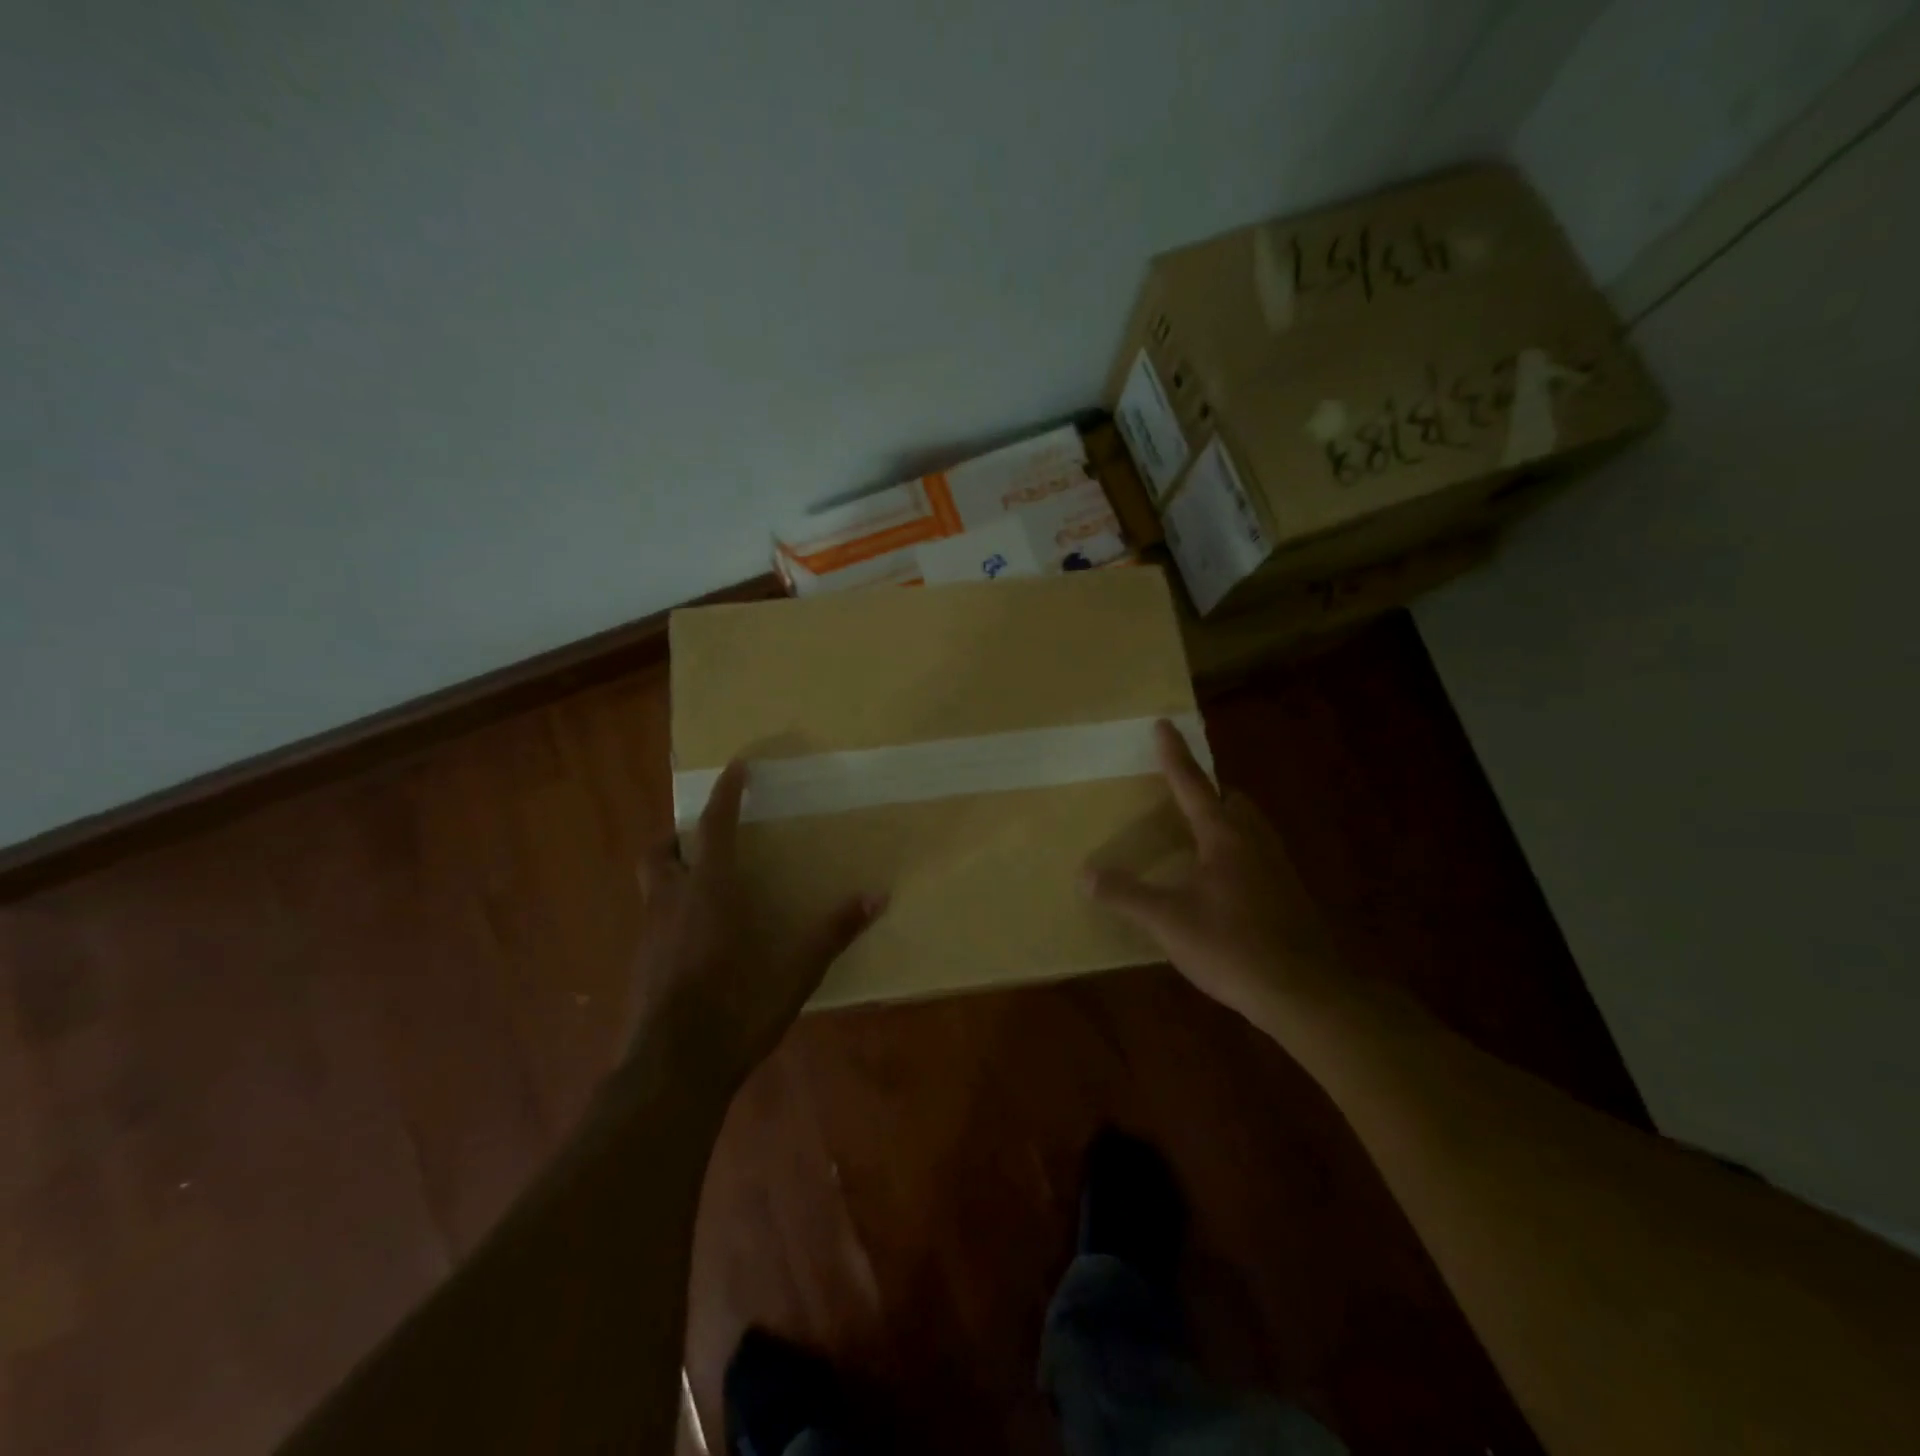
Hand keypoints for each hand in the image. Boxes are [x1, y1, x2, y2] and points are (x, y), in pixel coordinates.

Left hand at [626, 760, 885, 1096]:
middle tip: (706, 838)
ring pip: (652, 886)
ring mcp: (649, 937)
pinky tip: (698, 940)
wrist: (669, 1074)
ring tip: (707, 885)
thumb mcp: (794, 974)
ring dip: (674, 872)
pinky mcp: (641, 967)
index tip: (737, 766)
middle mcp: (671, 903)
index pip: (714, 826)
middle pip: (659, 851)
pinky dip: (672, 912)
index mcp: (709, 892)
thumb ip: (833, 933)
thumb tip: (878, 896)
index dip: (726, 793)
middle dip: (679, 835)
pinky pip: (654, 921)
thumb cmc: (735, 1011)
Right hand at [1080, 721, 1343, 1034]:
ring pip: (1252, 829)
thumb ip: (1127, 895)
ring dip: (1227, 823)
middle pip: (1233, 802)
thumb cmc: (1232, 946)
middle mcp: (1255, 843)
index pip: (1193, 785)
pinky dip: (1239, 855)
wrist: (1304, 992)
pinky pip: (1260, 857)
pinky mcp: (1290, 897)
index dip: (1175, 755)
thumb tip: (1086, 875)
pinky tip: (1224, 885)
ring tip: (1201, 838)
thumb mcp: (1169, 921)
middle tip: (1185, 796)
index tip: (1164, 725)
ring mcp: (1279, 870)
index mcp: (1225, 837)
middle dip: (1210, 792)